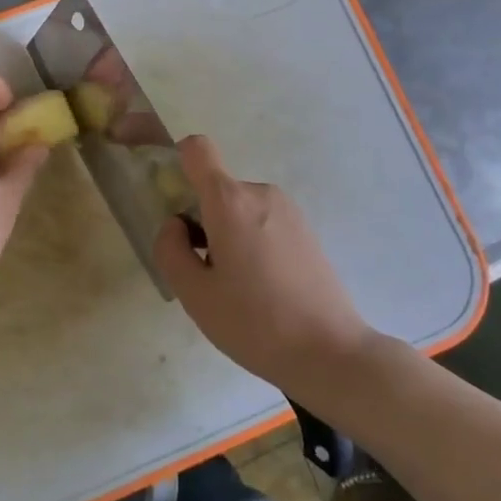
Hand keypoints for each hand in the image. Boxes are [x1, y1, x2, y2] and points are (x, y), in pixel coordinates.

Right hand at [152, 136, 374, 395]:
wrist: (330, 351)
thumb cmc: (254, 322)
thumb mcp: (194, 294)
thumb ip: (170, 249)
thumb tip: (175, 224)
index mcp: (230, 201)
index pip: (197, 149)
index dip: (178, 164)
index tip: (175, 206)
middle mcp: (261, 193)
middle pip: (216, 190)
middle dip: (202, 221)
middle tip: (206, 273)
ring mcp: (289, 210)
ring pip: (239, 210)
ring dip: (228, 236)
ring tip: (236, 288)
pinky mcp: (306, 230)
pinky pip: (263, 223)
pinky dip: (252, 244)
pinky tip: (262, 289)